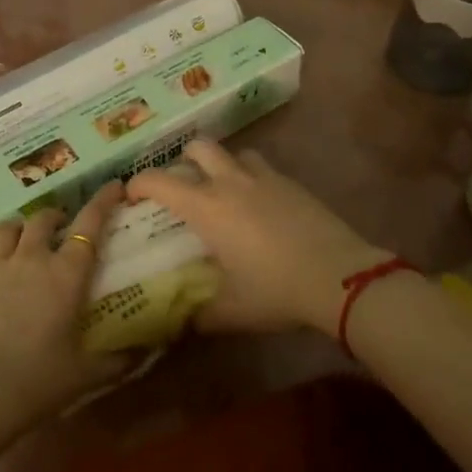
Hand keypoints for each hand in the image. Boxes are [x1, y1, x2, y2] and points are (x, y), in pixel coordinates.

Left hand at [0, 182, 129, 436]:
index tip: (114, 185)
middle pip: (44, 218)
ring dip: (22, 226)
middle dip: (57, 216)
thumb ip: (121, 359)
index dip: (103, 201)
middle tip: (63, 228)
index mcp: (66, 274)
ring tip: (26, 237)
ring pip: (10, 226)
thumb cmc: (40, 380)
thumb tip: (149, 350)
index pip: (90, 224)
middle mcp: (32, 258)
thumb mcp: (88, 373)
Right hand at [127, 141, 390, 334]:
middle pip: (198, 148)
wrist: (340, 277)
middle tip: (183, 184)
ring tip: (224, 190)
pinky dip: (252, 179)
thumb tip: (182, 323)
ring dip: (222, 166)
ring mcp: (264, 178)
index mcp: (206, 207)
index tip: (132, 195)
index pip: (160, 181)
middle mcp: (230, 183)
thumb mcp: (232, 311)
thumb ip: (201, 315)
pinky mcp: (292, 184)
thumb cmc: (276, 291)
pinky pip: (263, 169)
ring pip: (234, 153)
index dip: (139, 183)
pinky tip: (260, 205)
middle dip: (184, 160)